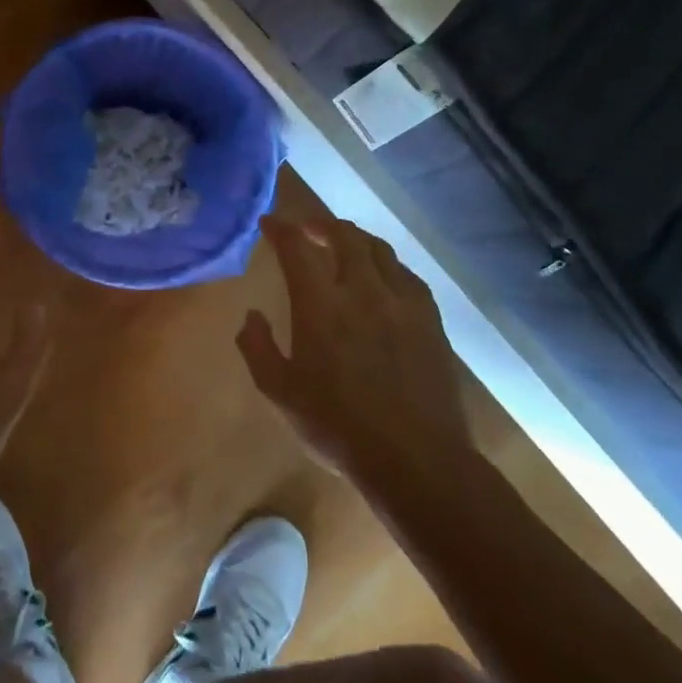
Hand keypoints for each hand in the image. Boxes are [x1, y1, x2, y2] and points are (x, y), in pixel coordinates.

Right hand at [238, 215, 474, 481]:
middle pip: (344, 236)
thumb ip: (257, 348)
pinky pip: (407, 275)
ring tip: (342, 244)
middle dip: (321, 224)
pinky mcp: (429, 321)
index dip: (281, 229)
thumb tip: (252, 316)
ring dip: (355, 238)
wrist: (416, 460)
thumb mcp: (279, 393)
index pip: (297, 248)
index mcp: (321, 306)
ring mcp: (402, 304)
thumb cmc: (337, 427)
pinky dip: (386, 264)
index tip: (269, 222)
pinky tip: (382, 277)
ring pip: (379, 249)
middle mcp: (363, 292)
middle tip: (306, 228)